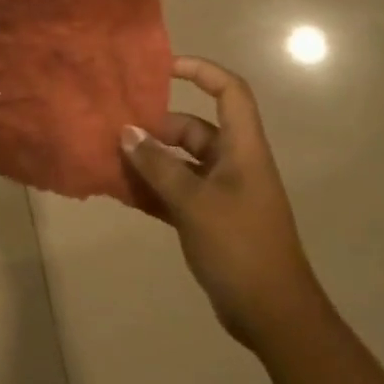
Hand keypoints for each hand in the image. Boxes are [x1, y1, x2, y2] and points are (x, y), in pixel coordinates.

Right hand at [121, 57, 326, 349]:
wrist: (273, 314)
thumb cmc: (239, 246)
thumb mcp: (194, 202)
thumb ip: (158, 166)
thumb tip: (126, 132)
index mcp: (242, 149)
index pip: (229, 92)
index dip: (200, 71)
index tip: (161, 68)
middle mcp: (234, 163)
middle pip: (194, 128)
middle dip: (157, 126)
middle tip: (117, 130)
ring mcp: (223, 192)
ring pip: (181, 161)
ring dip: (150, 159)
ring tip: (110, 157)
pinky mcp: (211, 218)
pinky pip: (177, 191)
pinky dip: (153, 188)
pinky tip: (122, 192)